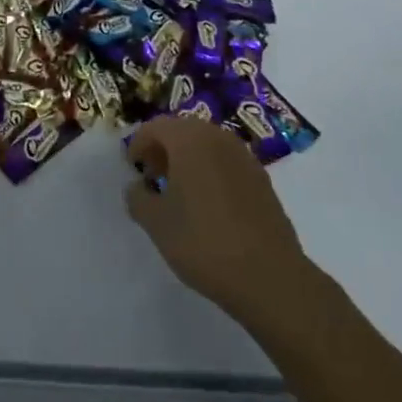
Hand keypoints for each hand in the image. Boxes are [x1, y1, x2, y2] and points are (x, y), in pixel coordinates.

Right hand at [125, 115, 311, 320]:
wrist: (268, 275)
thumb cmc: (204, 242)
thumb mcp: (157, 224)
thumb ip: (138, 198)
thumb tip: (137, 187)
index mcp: (190, 139)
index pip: (156, 126)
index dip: (139, 144)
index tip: (132, 168)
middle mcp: (218, 137)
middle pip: (183, 130)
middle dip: (163, 149)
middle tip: (152, 178)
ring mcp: (244, 156)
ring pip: (207, 144)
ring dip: (188, 159)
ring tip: (179, 192)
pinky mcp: (261, 177)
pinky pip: (226, 162)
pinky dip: (211, 171)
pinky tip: (208, 204)